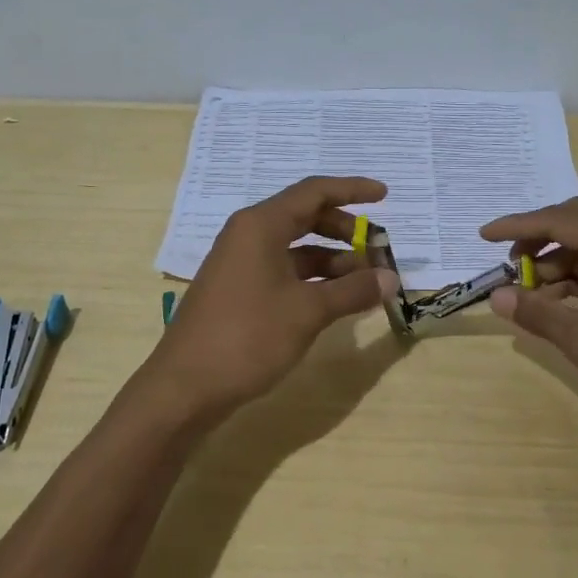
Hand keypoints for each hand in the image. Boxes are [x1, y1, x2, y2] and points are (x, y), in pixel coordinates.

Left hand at [142, 176, 399, 423]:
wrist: (185, 388)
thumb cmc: (248, 337)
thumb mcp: (308, 311)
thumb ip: (352, 290)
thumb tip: (391, 279)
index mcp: (261, 225)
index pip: (314, 192)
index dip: (352, 190)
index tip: (385, 195)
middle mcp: (249, 235)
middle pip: (305, 217)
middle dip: (345, 231)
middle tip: (378, 251)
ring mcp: (241, 264)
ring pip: (296, 248)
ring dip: (333, 260)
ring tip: (366, 283)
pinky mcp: (239, 291)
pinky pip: (285, 271)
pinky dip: (314, 280)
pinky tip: (337, 300)